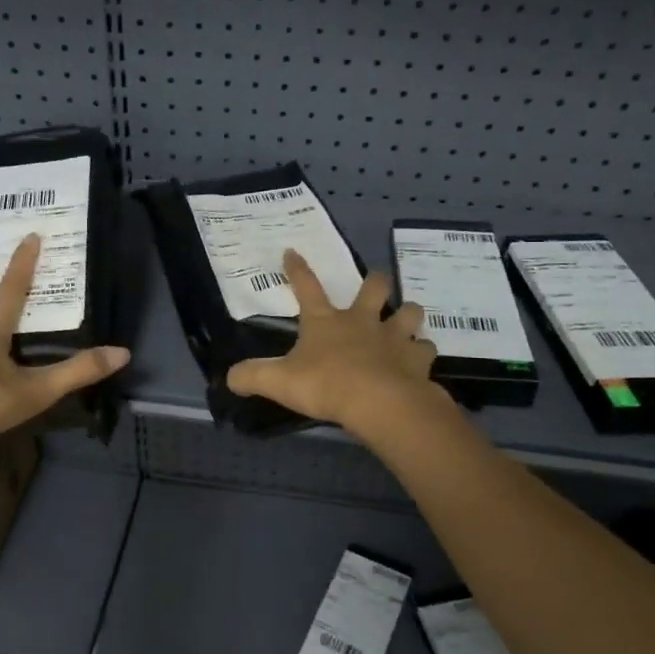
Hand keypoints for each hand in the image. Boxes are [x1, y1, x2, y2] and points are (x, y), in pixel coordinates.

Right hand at [225, 249, 446, 435]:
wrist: (379, 402)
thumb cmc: (326, 385)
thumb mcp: (278, 382)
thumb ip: (252, 376)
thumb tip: (229, 376)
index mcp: (326, 321)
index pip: (307, 287)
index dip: (297, 269)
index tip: (292, 251)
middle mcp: (363, 321)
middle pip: (374, 288)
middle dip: (375, 283)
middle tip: (375, 286)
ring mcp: (394, 338)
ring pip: (409, 313)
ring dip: (408, 315)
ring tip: (406, 324)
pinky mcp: (417, 359)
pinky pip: (426, 350)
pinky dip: (422, 353)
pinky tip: (419, 362)